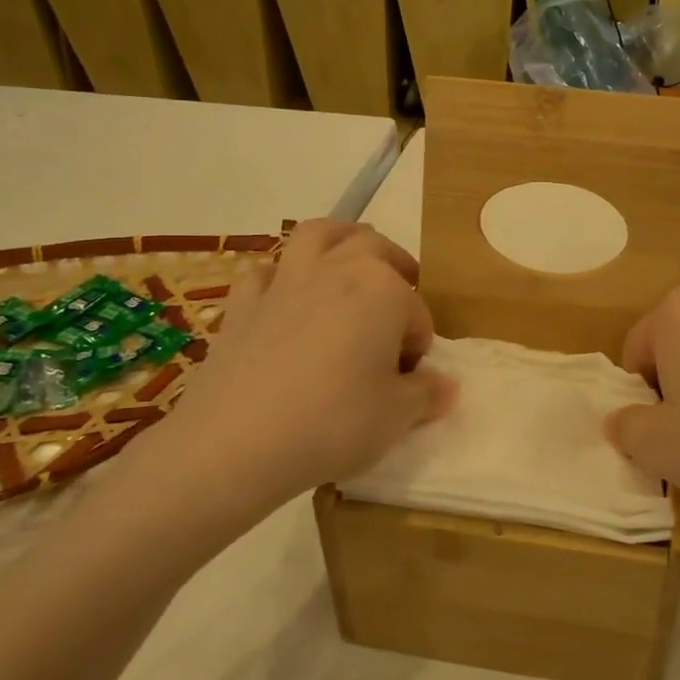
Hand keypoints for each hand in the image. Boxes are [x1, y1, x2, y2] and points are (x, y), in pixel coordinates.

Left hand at [122, 220, 454, 542]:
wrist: (236, 442)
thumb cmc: (333, 422)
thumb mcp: (397, 417)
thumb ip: (427, 394)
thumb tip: (444, 385)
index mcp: (382, 288)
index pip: (416, 311)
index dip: (418, 344)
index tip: (410, 378)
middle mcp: (335, 269)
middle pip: (373, 248)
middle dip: (394, 268)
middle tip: (398, 302)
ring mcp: (284, 281)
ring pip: (316, 236)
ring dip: (338, 241)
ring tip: (348, 264)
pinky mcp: (242, 304)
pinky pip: (265, 274)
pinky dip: (280, 278)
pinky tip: (284, 301)